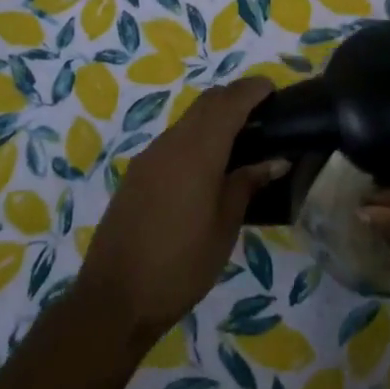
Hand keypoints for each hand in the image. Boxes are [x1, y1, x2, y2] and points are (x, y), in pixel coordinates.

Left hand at [77, 77, 287, 344]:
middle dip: (233, 97)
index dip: (251, 89)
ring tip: (241, 139)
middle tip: (262, 111)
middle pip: (205, 104)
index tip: (273, 90)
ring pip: (187, 121)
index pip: (228, 102)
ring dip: (213, 118)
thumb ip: (246, 185)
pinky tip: (208, 165)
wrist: (115, 298)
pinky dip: (196, 137)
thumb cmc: (181, 265)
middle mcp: (170, 144)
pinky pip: (173, 141)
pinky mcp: (136, 175)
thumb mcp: (224, 227)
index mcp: (196, 152)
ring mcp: (148, 158)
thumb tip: (274, 160)